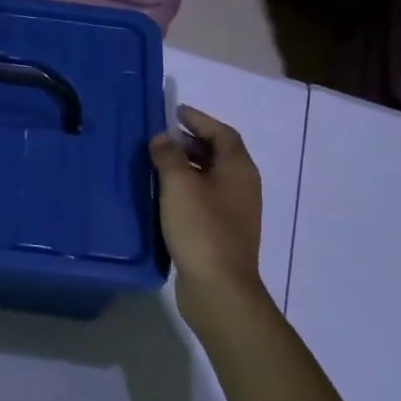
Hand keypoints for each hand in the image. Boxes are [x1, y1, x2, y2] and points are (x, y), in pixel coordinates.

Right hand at [149, 106, 265, 322]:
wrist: (219, 289)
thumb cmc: (202, 228)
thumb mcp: (179, 184)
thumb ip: (169, 155)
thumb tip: (162, 137)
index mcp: (238, 169)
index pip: (222, 133)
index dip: (200, 120)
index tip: (176, 111)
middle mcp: (242, 187)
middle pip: (219, 154)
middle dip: (192, 141)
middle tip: (163, 136)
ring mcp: (235, 212)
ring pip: (211, 177)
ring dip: (187, 165)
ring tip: (158, 162)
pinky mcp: (222, 232)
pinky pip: (205, 198)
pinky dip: (187, 188)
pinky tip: (164, 195)